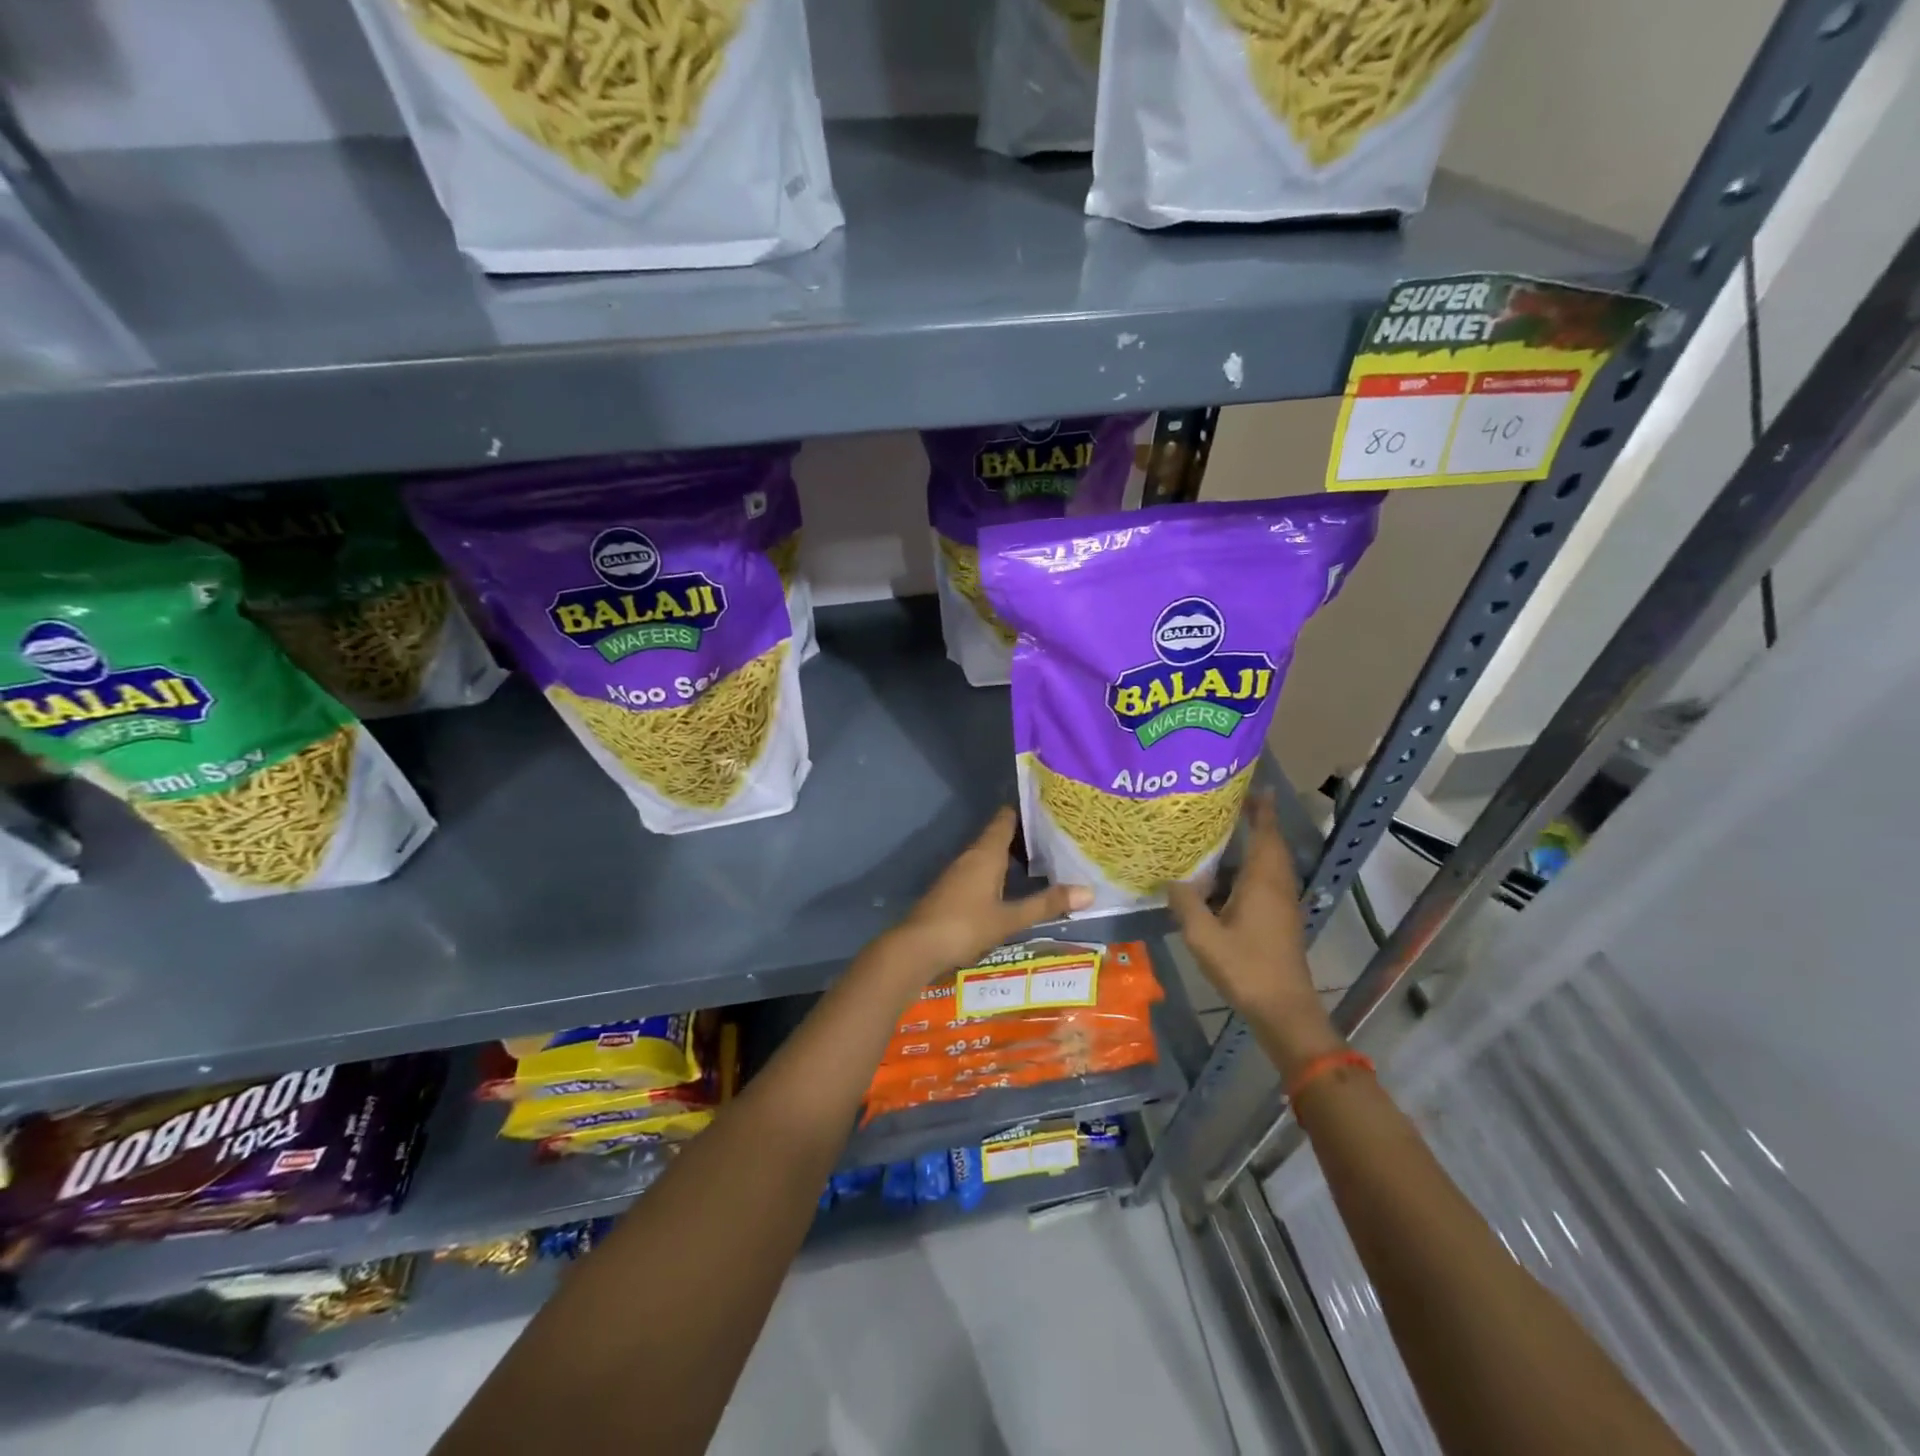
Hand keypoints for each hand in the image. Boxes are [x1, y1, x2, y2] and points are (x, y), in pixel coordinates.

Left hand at [885, 808, 1090, 977]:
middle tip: (1057, 838)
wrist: (917, 947)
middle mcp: (971, 856)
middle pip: (999, 835)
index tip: (1051, 810)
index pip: (1006, 819)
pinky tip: (1012, 886)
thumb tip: (1090, 892)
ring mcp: (959, 872)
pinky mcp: (952, 889)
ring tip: (1042, 861)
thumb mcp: (1010, 918)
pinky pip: (981, 870)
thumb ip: (1046, 904)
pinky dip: (999, 871)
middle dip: (1025, 836)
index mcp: (986, 853)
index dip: (1027, 812)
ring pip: (989, 854)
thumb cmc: (965, 926)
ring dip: (1012, 855)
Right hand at [1167, 794, 1342, 1074]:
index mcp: (1263, 881)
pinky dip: (1248, 868)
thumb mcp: (1204, 936)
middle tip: (1223, 803)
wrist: (1283, 1009)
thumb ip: (1186, 903)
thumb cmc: (1246, 967)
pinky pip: (1264, 880)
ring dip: (1251, 844)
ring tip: (1218, 833)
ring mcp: (1280, 903)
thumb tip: (1171, 877)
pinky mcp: (1279, 918)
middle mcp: (1276, 885)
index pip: (1266, 832)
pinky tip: (1221, 877)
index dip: (1260, 807)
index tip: (1250, 784)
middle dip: (1253, 820)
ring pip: (1268, 863)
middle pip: (1269, 843)